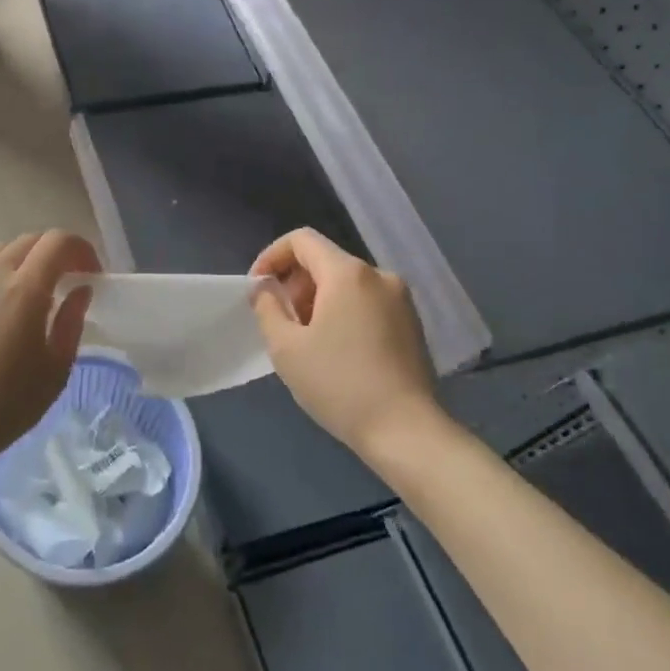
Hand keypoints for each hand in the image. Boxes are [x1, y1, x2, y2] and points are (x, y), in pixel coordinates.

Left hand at [0, 230, 98, 477]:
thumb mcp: (55, 371)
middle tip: (65, 282)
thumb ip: (71, 322)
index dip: (81, 249)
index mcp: (25, 289)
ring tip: (26, 292)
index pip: (58, 241)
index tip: (91, 274)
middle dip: (53, 253)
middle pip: (27, 241)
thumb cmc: (6, 405)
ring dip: (20, 261)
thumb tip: (80, 290)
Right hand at [251, 229, 439, 455]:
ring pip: (347, 283)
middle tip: (280, 322)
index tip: (257, 288)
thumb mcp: (286, 347)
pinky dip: (343, 312)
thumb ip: (267, 308)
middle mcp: (379, 276)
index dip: (271, 256)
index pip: (301, 240)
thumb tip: (264, 288)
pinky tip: (336, 351)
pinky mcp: (412, 323)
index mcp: (348, 274)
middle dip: (295, 283)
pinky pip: (367, 302)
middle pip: (325, 261)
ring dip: (318, 300)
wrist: (406, 430)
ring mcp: (401, 299)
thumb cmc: (339, 385)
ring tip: (306, 340)